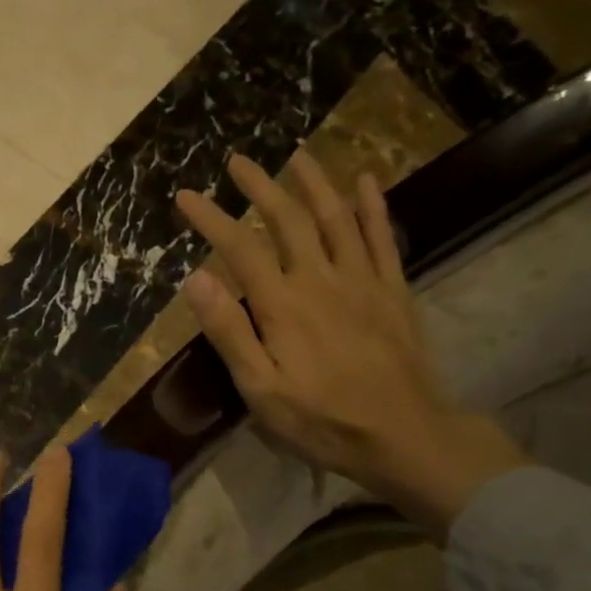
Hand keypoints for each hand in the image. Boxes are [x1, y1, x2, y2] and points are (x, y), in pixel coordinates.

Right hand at [177, 152, 526, 537]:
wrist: (404, 433)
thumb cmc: (322, 419)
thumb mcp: (261, 389)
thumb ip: (230, 332)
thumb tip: (197, 280)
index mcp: (283, 305)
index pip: (240, 248)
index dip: (211, 219)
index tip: (186, 196)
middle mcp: (321, 279)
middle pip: (288, 220)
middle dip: (260, 187)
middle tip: (238, 160)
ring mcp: (361, 280)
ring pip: (336, 218)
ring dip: (314, 184)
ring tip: (298, 156)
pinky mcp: (392, 291)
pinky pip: (381, 237)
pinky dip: (372, 207)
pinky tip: (365, 182)